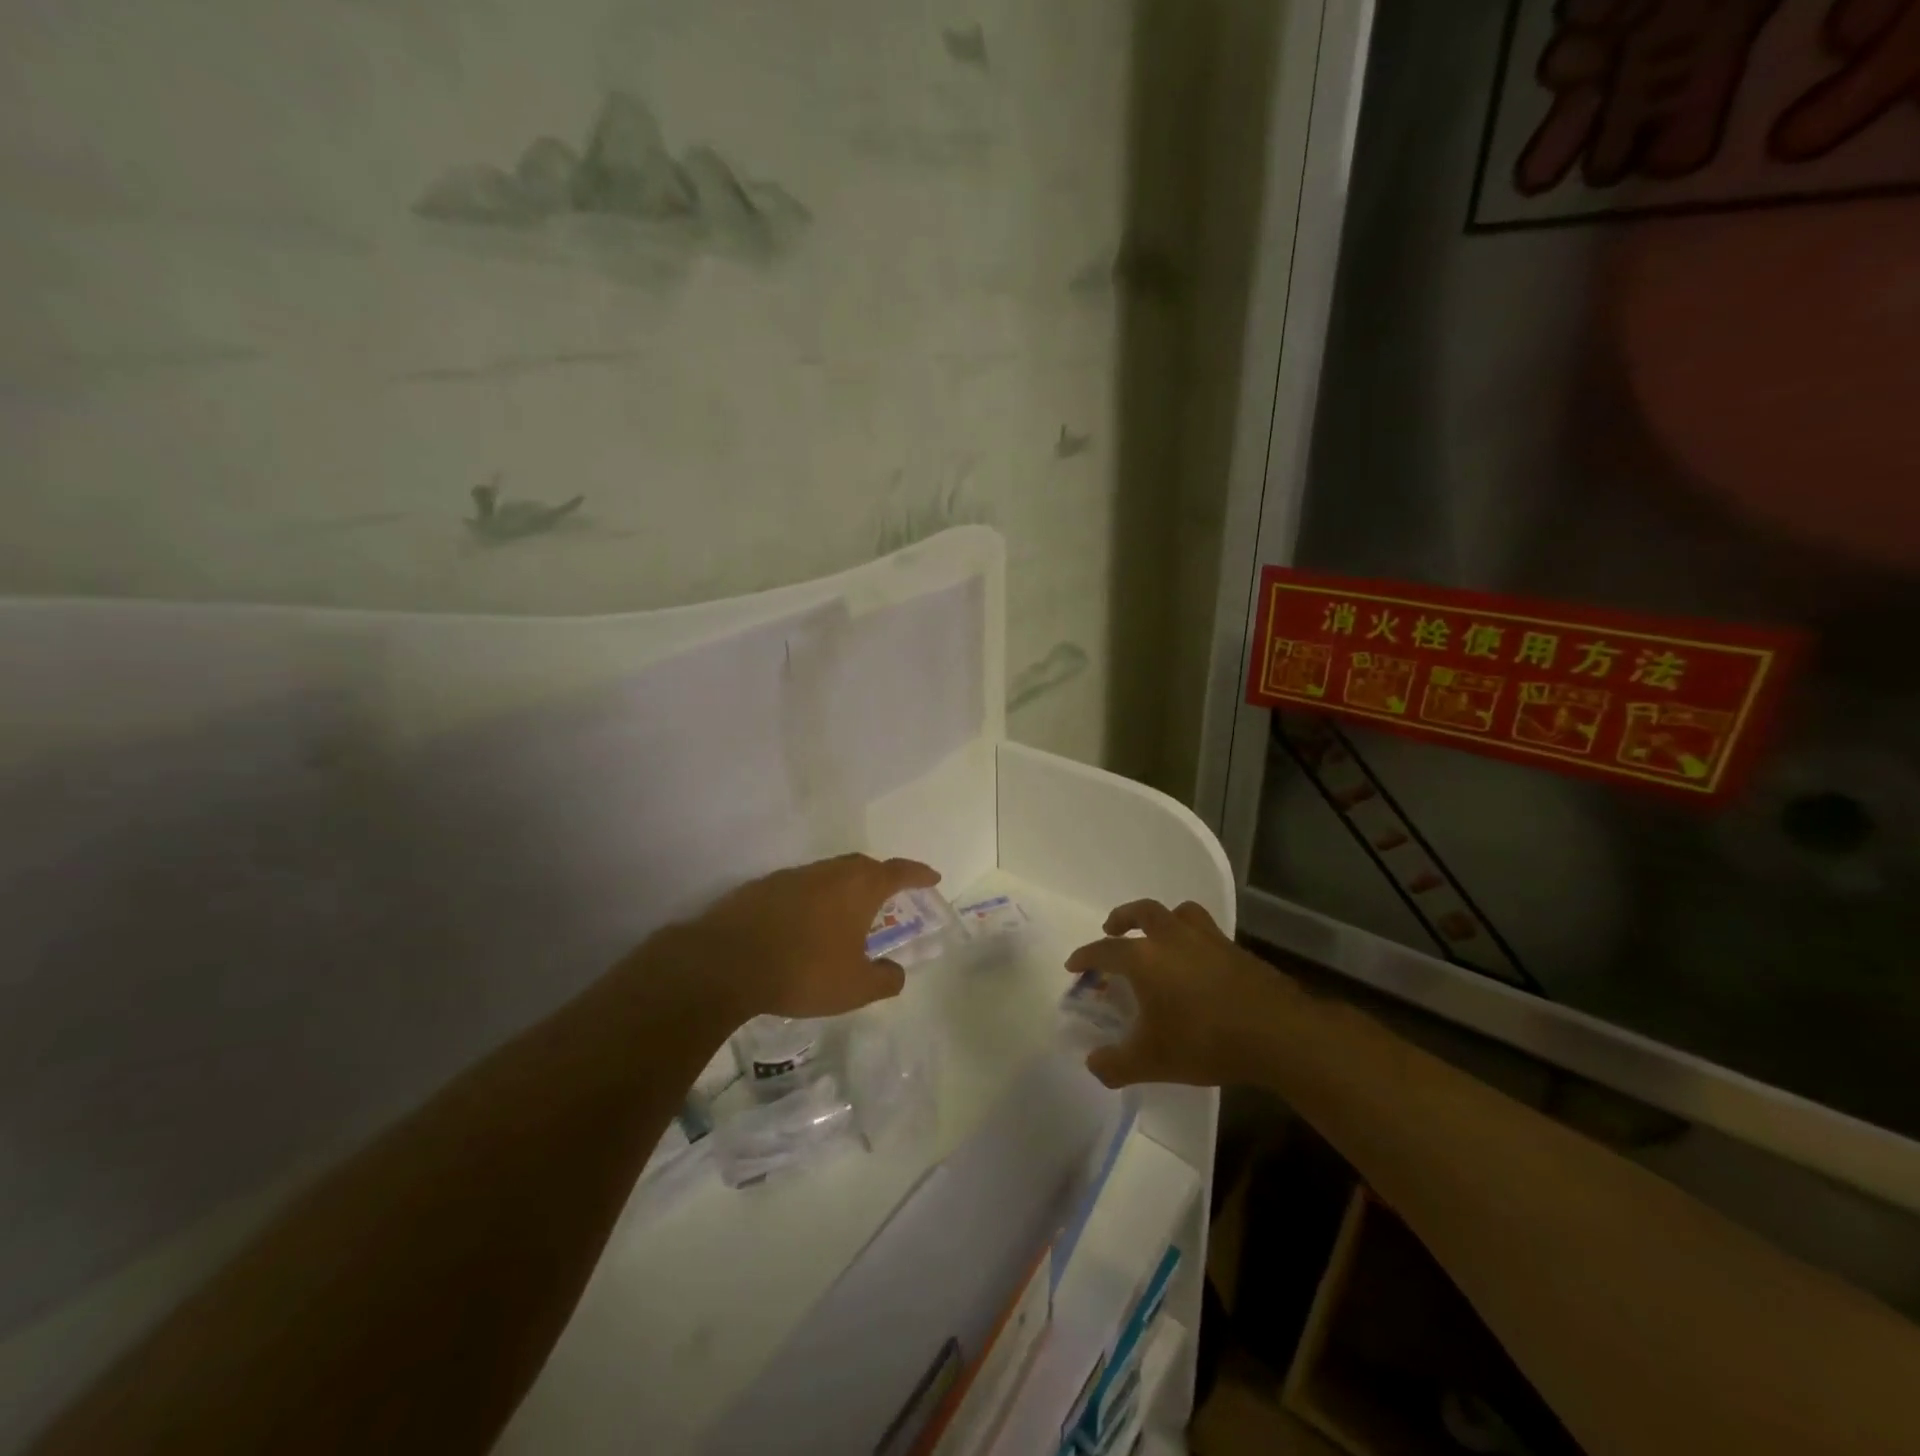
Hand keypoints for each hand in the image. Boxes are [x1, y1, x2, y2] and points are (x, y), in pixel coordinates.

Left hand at [683, 853, 941, 1020]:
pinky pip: (800, 887)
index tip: (933, 877)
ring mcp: (793, 876)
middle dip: (880, 877)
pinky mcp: (762, 887)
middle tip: (889, 895)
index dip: (918, 874)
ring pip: (829, 874)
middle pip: (863, 866)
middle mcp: (829, 872)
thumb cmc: (804, 971)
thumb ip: (884, 980)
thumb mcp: (855, 988)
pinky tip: (804, 924)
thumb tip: (897, 973)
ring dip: (843, 889)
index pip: (898, 872)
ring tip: (847, 914)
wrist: (727, 962)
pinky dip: (812, 900)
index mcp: (859, 888)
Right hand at [1064, 899, 1285, 1088]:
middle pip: (1142, 912)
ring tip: (1159, 934)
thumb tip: (1093, 1064)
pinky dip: (1193, 938)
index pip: (1105, 950)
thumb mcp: (1152, 1062)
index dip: (1086, 956)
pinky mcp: (1236, 950)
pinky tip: (1197, 961)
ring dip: (1163, 918)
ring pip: (1179, 913)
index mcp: (1145, 959)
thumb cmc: (1205, 1040)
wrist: (1276, 1033)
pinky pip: (1206, 932)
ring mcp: (1208, 940)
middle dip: (1123, 918)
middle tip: (1112, 928)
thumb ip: (1116, 1064)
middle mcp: (1172, 938)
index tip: (1074, 963)